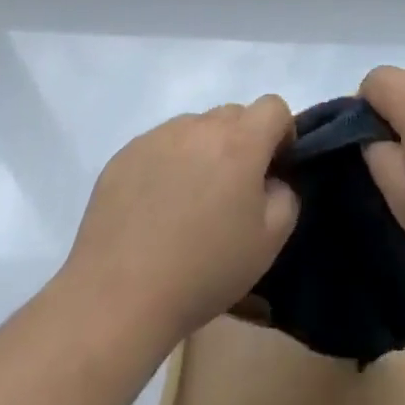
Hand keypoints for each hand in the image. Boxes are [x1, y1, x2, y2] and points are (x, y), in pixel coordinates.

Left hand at [63, 97, 299, 346]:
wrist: (118, 297)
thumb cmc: (204, 269)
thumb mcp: (270, 241)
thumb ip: (286, 195)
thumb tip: (271, 180)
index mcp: (240, 141)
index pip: (274, 107)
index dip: (281, 134)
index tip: (273, 171)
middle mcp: (198, 126)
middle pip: (233, 115)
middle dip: (242, 143)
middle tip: (231, 193)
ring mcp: (157, 137)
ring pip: (195, 129)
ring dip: (203, 152)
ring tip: (188, 203)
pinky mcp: (124, 155)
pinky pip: (160, 146)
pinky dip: (167, 165)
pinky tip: (155, 209)